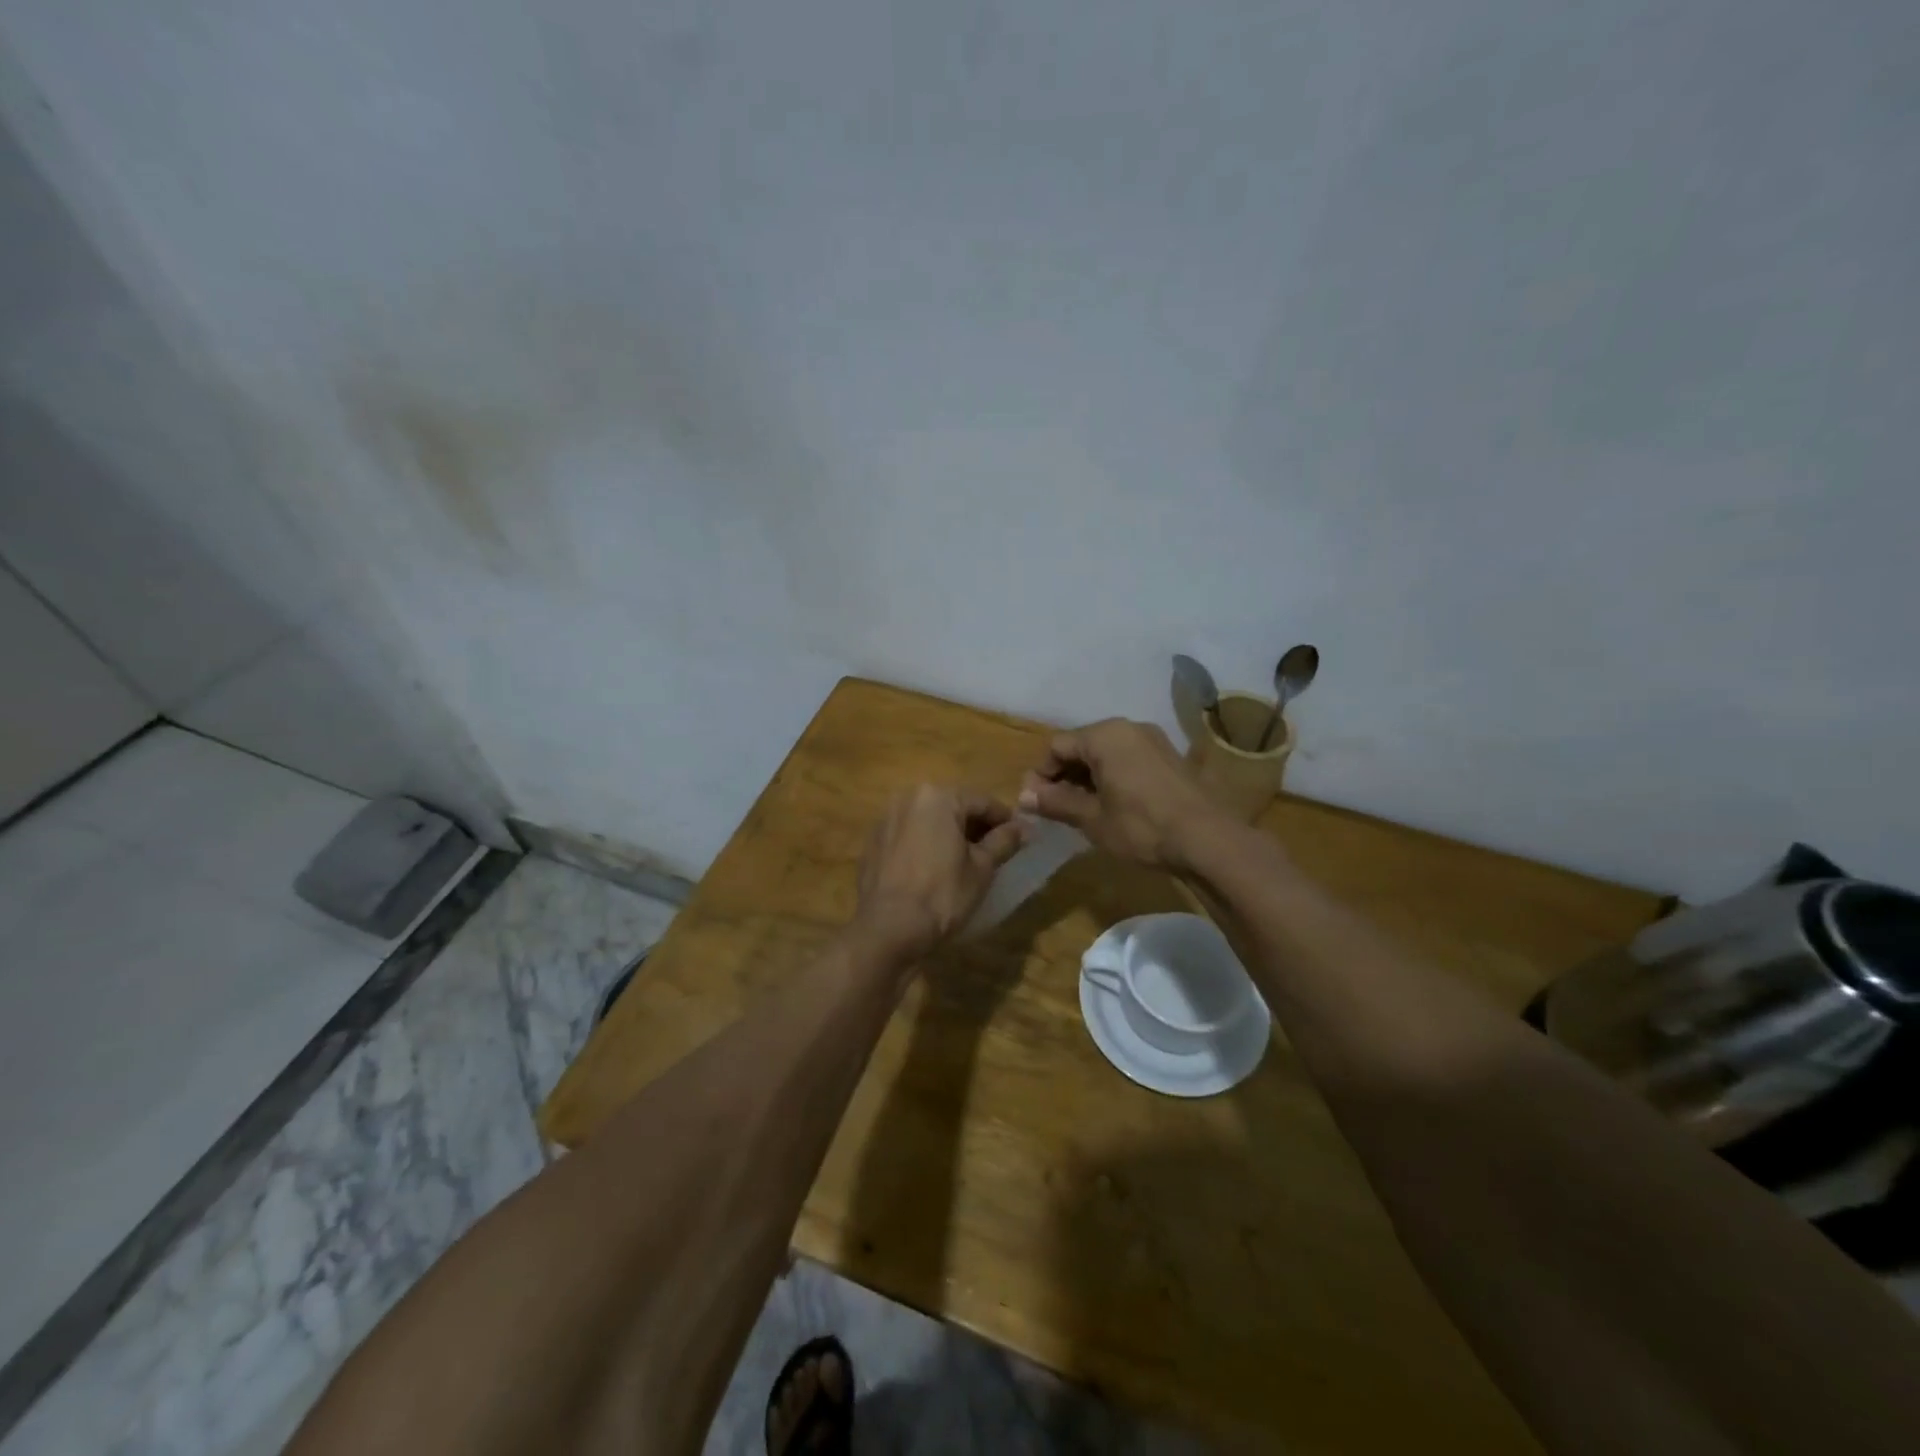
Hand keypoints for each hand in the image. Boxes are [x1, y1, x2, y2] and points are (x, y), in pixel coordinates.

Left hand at [854, 786, 1026, 958]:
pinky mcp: (872, 843)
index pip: (982, 802)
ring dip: (947, 834)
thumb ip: (1004, 841)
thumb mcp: (982, 868)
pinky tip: (932, 869)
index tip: (1019, 838)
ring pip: (927, 821)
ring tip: (964, 861)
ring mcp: (885, 819)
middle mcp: (908, 798)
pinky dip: (923, 845)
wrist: (887, 929)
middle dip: (974, 826)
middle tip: (993, 851)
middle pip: (952, 807)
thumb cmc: (942, 894)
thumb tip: (1022, 828)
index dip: (1004, 820)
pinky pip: (907, 836)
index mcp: (938, 797)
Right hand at [1017, 719, 1224, 871]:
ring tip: (1082, 810)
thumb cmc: (1141, 827)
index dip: (1040, 774)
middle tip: (1055, 808)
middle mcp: (1128, 728)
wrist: (1208, 840)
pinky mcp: (1170, 757)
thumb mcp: (1092, 818)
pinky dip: (1113, 777)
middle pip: (1082, 746)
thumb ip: (1055, 802)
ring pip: (1106, 753)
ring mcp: (1153, 740)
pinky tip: (1113, 805)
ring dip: (1088, 778)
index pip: (1056, 746)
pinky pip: (1128, 760)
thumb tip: (1023, 795)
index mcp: (1104, 735)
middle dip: (1064, 775)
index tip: (1035, 803)